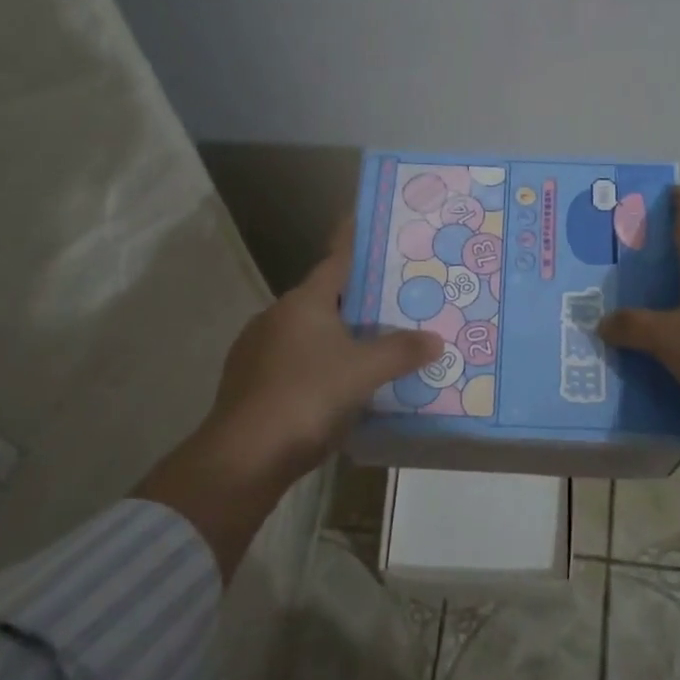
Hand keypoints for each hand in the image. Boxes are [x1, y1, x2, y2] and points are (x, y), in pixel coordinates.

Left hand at [136, 221, 439, 574]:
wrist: (244, 456)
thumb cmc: (307, 397)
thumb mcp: (364, 372)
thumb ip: (401, 351)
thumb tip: (435, 339)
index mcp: (303, 302)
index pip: (336, 260)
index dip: (355, 242)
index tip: (368, 224)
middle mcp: (277, 317)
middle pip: (326, 298)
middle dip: (359, 299)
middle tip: (396, 301)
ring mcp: (259, 350)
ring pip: (309, 333)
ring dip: (339, 336)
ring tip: (376, 346)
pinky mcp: (251, 383)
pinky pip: (296, 362)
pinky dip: (320, 365)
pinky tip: (342, 386)